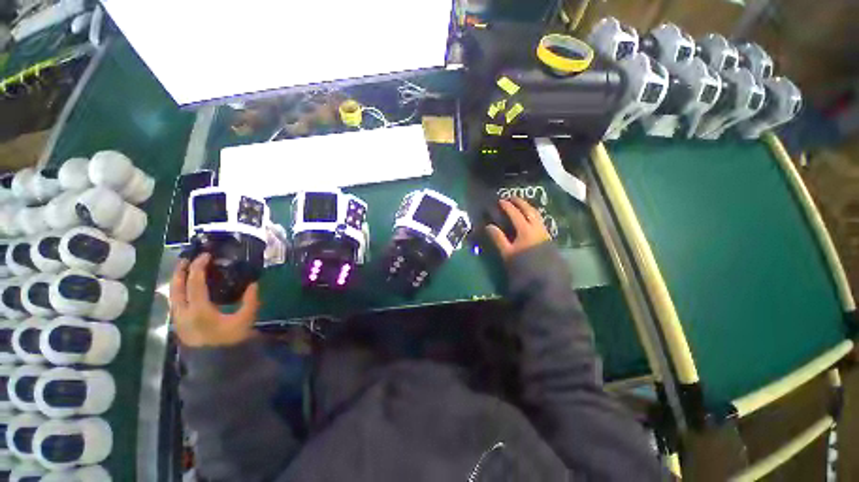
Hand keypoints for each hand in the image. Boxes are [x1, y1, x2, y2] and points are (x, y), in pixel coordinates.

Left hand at [170, 253, 259, 346]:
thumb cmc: (230, 341)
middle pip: (175, 287)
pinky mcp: (179, 323)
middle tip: (188, 258)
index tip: (206, 255)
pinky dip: (179, 289)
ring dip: (178, 279)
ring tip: (186, 269)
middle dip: (180, 270)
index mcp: (199, 310)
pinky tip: (188, 288)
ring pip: (172, 294)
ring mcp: (178, 319)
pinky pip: (175, 301)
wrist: (215, 365)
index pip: (195, 283)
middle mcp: (183, 312)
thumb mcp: (245, 320)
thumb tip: (253, 283)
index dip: (199, 266)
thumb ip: (250, 301)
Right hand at [486, 198, 550, 260]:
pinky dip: (533, 215)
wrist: (545, 279)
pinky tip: (530, 219)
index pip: (515, 214)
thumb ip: (498, 238)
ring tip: (521, 205)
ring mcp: (544, 232)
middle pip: (529, 210)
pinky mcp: (547, 238)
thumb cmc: (524, 266)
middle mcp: (537, 228)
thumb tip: (489, 226)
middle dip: (520, 202)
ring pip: (537, 215)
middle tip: (512, 198)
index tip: (500, 201)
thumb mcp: (507, 253)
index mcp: (525, 230)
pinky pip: (540, 221)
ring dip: (528, 207)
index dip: (507, 206)